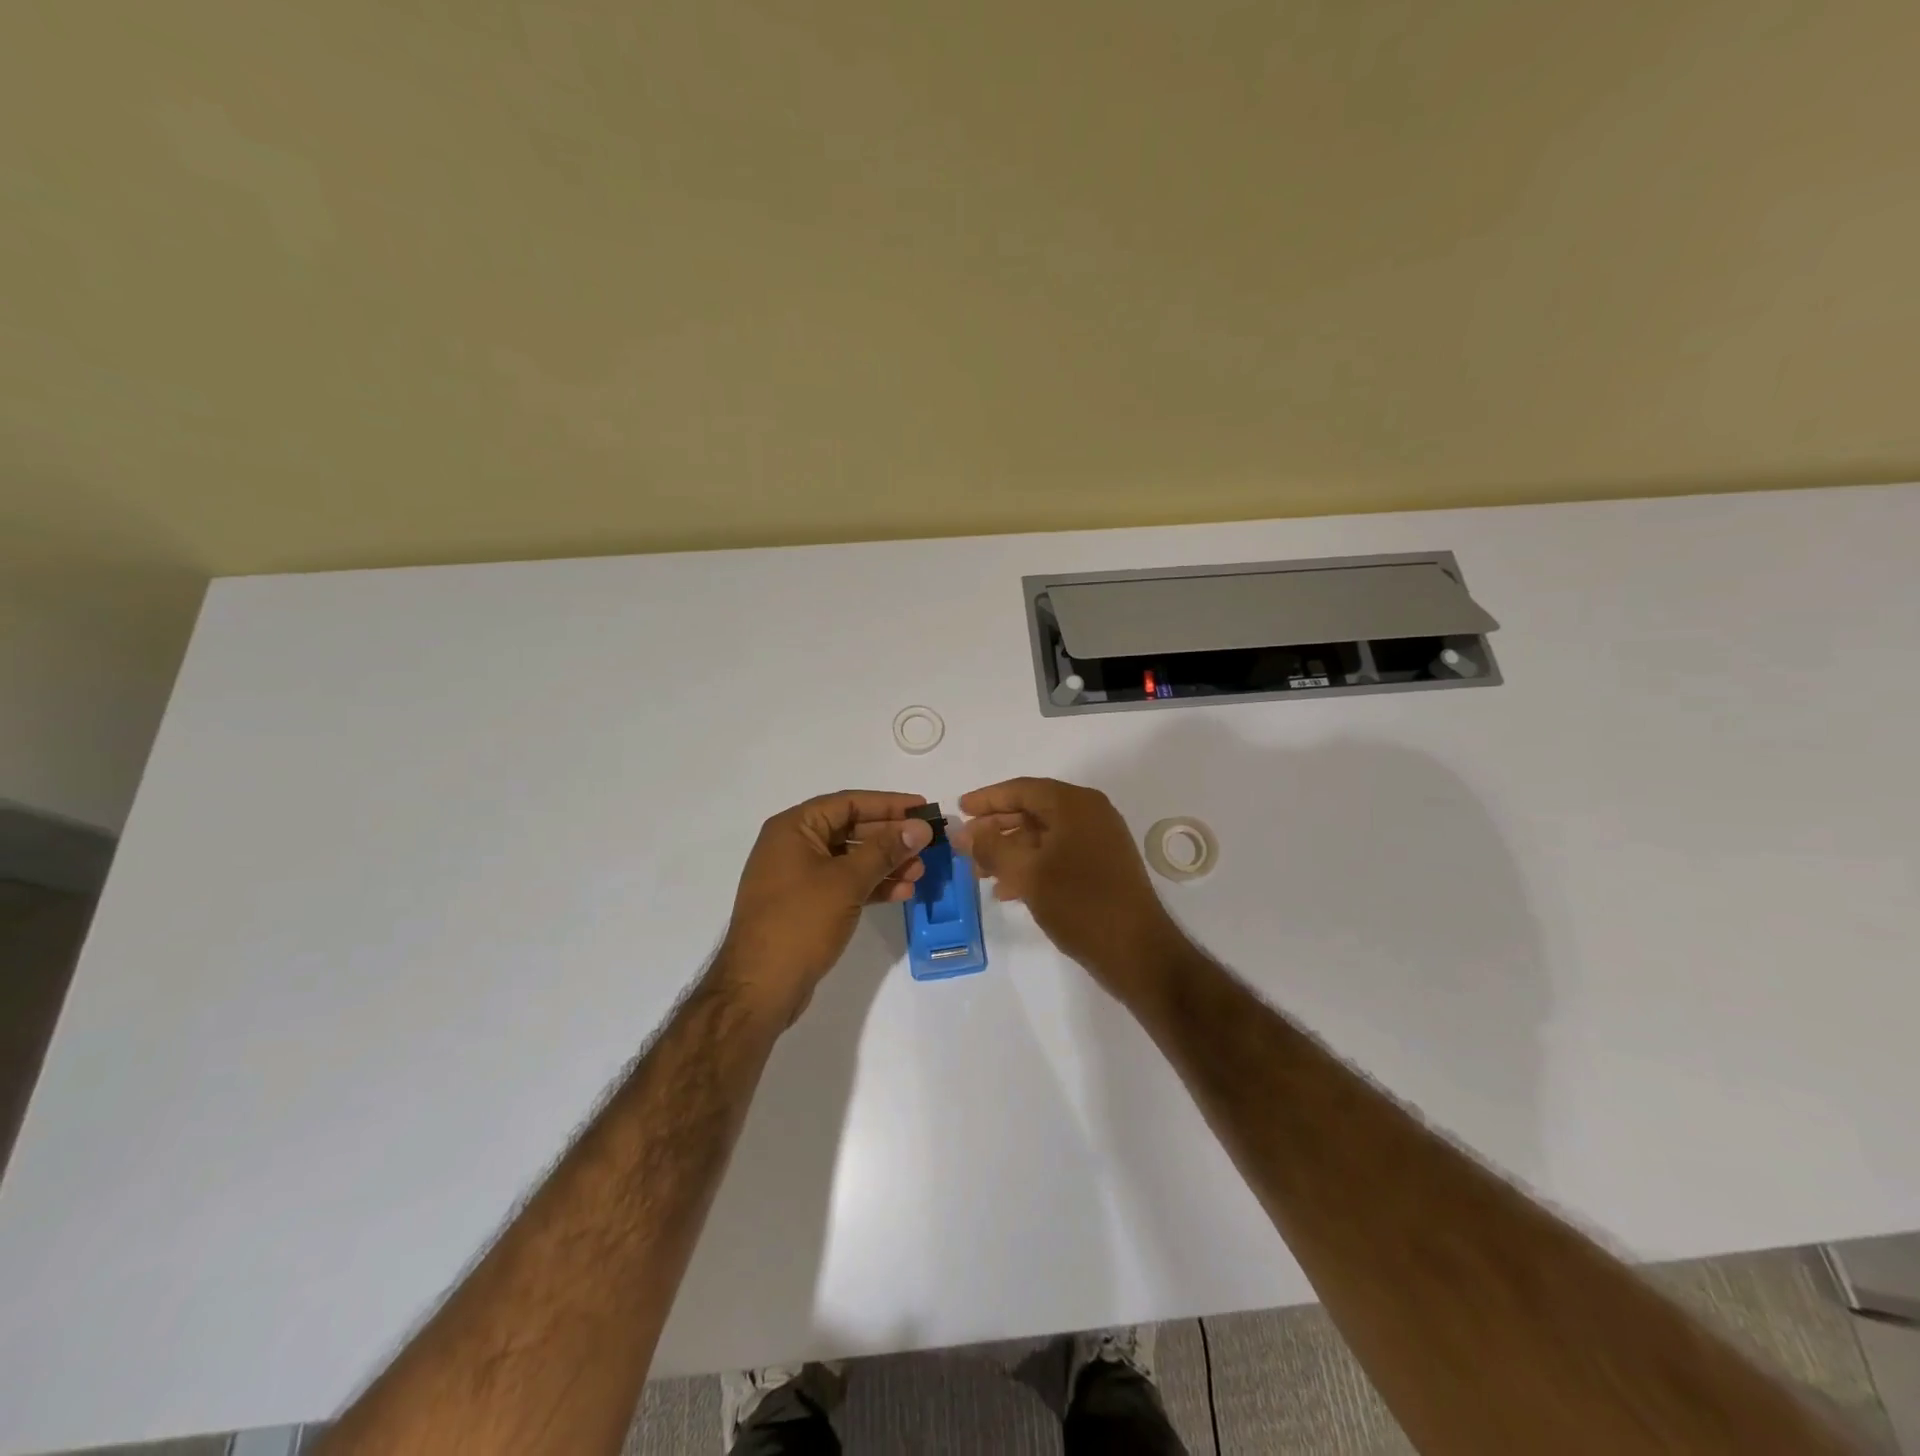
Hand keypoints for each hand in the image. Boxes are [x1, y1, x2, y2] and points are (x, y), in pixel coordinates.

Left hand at [717, 790, 932, 1023]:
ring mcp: (797, 877)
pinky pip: (844, 884)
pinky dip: (871, 885)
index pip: (848, 802)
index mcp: (793, 828)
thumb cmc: (800, 922)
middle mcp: (793, 845)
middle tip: (928, 843)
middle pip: (851, 829)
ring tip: (920, 872)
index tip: (923, 808)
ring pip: (850, 859)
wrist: (759, 988)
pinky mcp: (805, 905)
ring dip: (886, 863)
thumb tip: (920, 827)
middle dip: (890, 837)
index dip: (889, 803)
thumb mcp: (847, 881)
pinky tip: (901, 892)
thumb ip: (885, 850)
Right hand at [953, 777, 1187, 996]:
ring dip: (1010, 851)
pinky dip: (1031, 866)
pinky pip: (1057, 855)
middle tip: (965, 844)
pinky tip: (1007, 890)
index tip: (960, 809)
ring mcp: (1099, 841)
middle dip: (996, 828)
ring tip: (979, 873)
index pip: (1023, 789)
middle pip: (1033, 810)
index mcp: (1075, 805)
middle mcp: (1090, 814)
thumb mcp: (1027, 873)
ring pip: (1043, 836)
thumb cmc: (1079, 903)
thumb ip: (991, 848)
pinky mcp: (1102, 867)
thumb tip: (965, 833)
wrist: (1136, 951)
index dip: (988, 799)